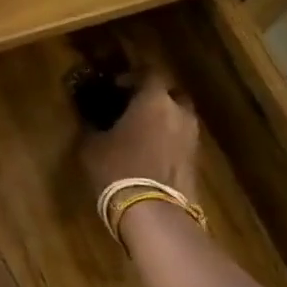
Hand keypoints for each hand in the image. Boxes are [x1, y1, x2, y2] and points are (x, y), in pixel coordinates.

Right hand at [80, 71, 198, 198]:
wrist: (154, 214)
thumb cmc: (118, 169)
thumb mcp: (92, 145)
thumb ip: (93, 126)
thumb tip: (90, 119)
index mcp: (154, 100)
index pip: (149, 73)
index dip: (132, 76)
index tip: (116, 86)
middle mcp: (179, 112)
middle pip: (170, 94)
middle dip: (154, 97)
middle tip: (132, 107)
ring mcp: (192, 138)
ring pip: (178, 118)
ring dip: (163, 121)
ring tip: (140, 133)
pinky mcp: (197, 162)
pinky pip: (181, 140)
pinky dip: (168, 141)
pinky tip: (150, 153)